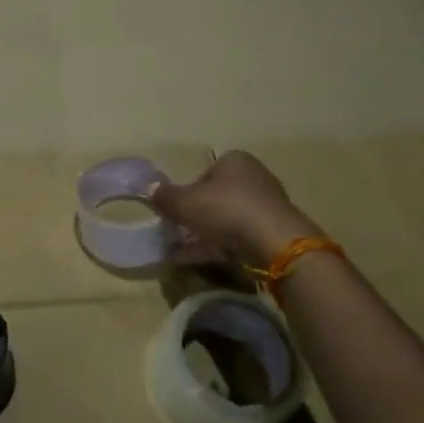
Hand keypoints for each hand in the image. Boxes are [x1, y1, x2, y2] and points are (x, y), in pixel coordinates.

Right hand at [147, 150, 320, 267]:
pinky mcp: (272, 234)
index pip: (205, 173)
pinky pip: (237, 239)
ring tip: (178, 252)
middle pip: (216, 198)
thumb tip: (149, 188)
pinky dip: (216, 248)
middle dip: (195, 216)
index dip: (187, 192)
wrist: (274, 243)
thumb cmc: (225, 209)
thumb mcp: (184, 202)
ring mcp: (265, 208)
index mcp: (235, 161)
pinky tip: (194, 261)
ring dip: (203, 235)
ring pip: (226, 221)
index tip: (176, 210)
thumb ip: (165, 196)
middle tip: (176, 232)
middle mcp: (254, 178)